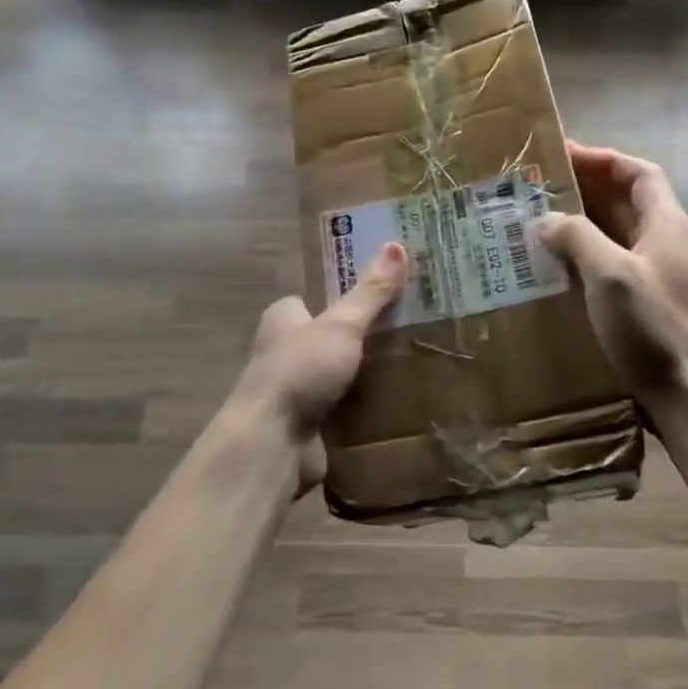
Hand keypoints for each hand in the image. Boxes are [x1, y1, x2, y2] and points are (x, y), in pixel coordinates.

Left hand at [231, 242, 408, 493]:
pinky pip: (345, 409)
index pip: (316, 297)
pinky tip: (400, 402)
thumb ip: (370, 291)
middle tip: (411, 327)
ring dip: (369, 374)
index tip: (386, 291)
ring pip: (341, 374)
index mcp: (283, 318)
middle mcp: (284, 351)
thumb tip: (396, 244)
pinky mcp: (308, 425)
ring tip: (415, 362)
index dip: (347, 293)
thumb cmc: (300, 370)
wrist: (272, 445)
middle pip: (332, 336)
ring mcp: (296, 390)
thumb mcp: (341, 324)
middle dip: (365, 336)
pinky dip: (366, 408)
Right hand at [536, 141, 687, 404]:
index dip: (605, 158)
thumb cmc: (653, 327)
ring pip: (616, 232)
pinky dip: (584, 254)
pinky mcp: (646, 301)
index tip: (565, 154)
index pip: (639, 173)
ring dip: (581, 222)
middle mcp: (666, 242)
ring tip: (537, 219)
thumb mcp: (610, 274)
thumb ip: (577, 237)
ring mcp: (658, 273)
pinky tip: (554, 265)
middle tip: (540, 186)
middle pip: (626, 200)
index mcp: (667, 224)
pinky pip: (611, 262)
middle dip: (585, 187)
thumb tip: (545, 218)